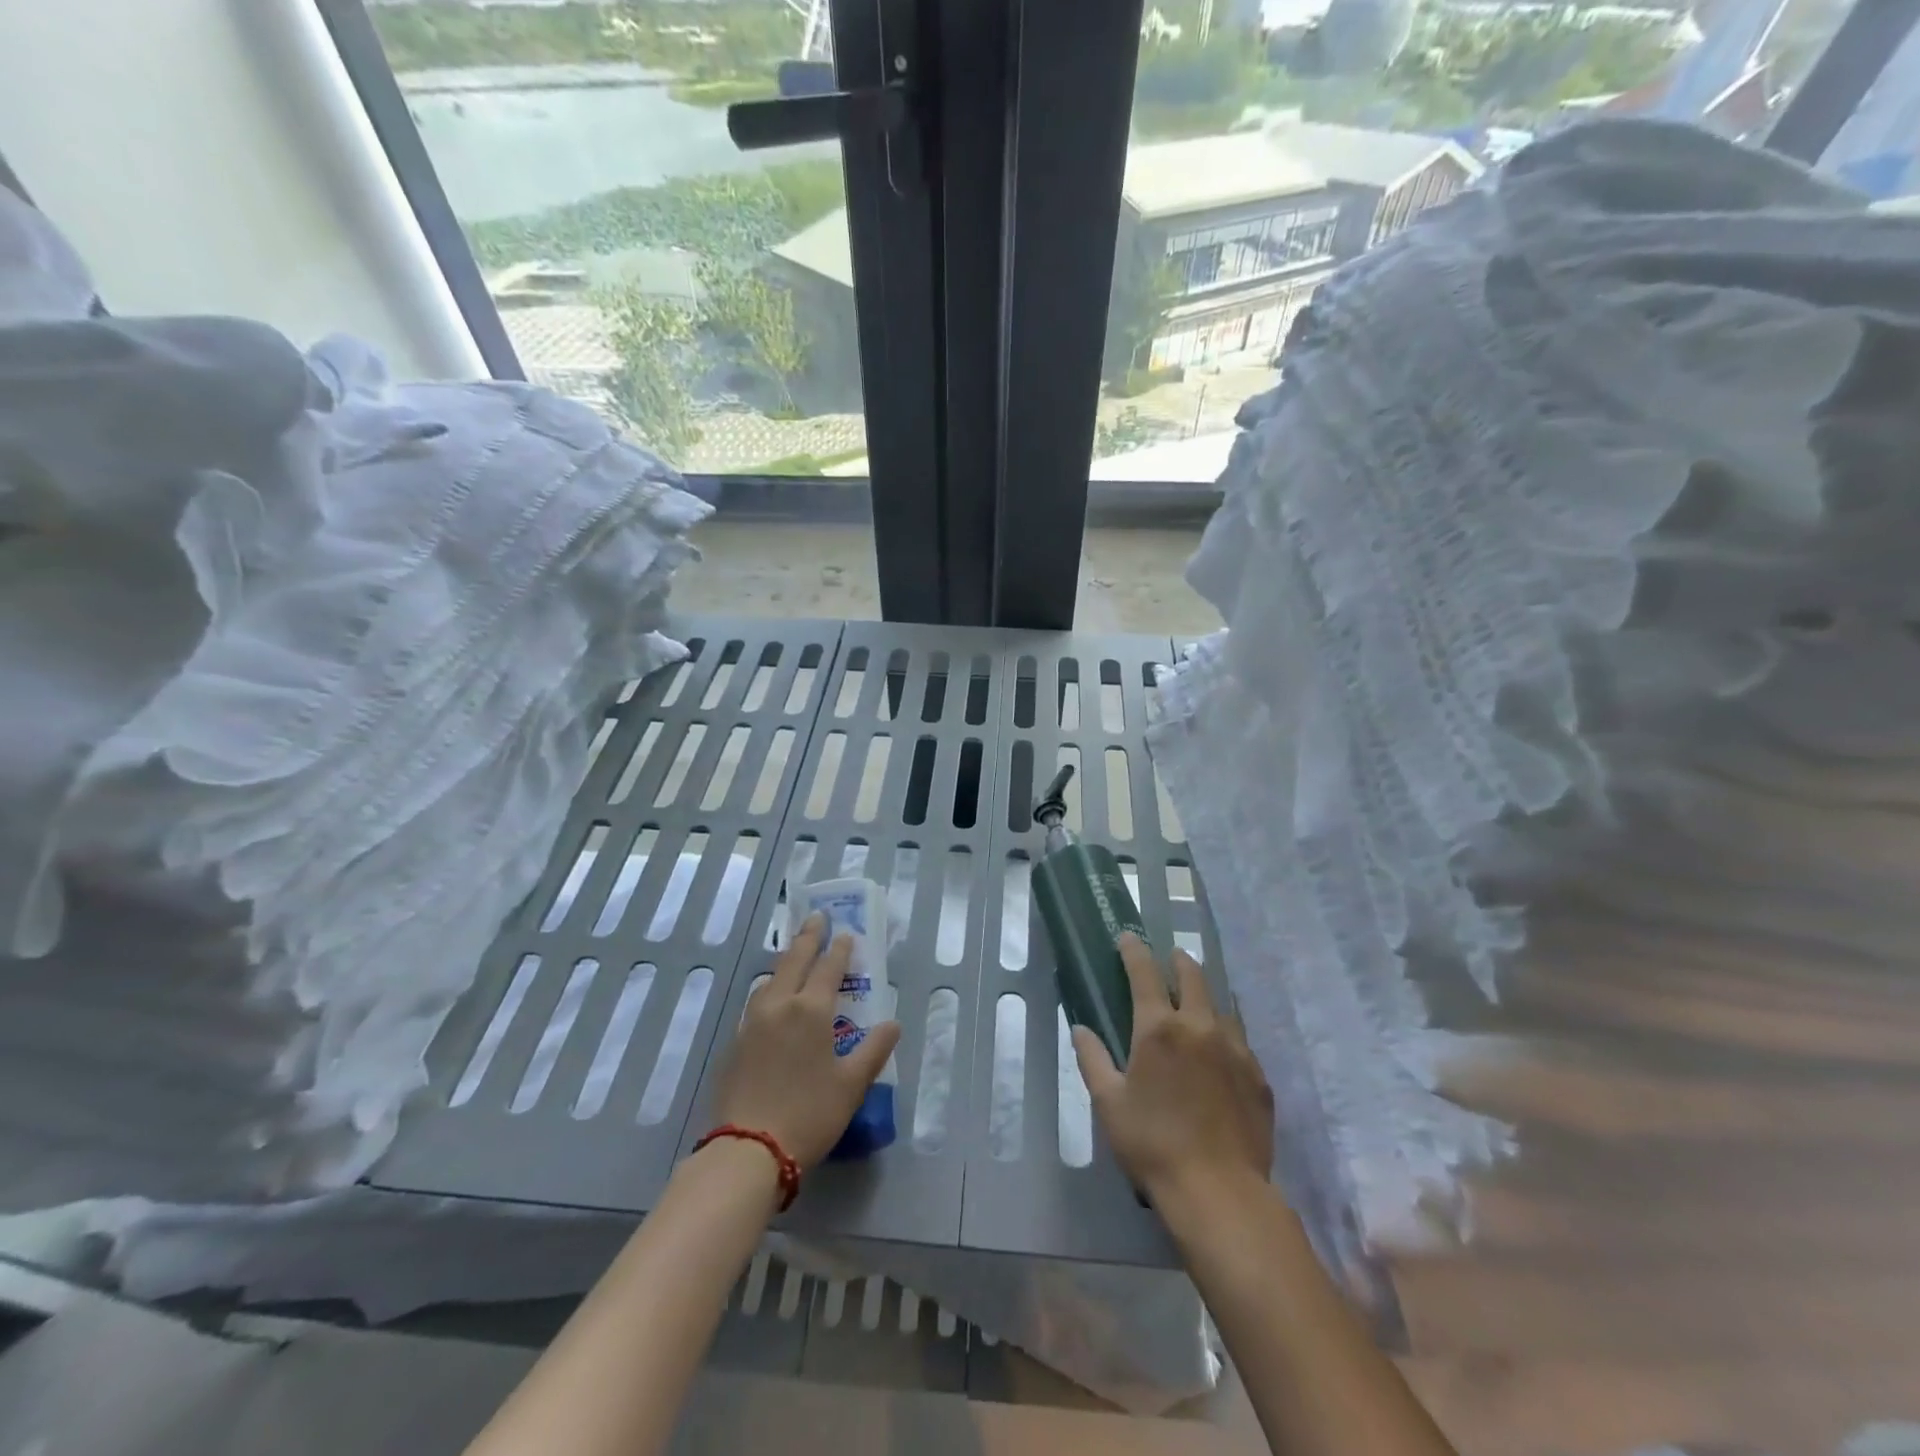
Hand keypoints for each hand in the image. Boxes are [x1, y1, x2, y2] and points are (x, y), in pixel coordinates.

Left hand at [710, 913, 900, 1170]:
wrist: (748, 1149)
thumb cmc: (809, 1113)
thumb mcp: (852, 1084)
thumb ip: (874, 1049)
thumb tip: (892, 1023)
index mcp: (811, 1010)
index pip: (829, 968)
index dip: (840, 950)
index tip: (846, 934)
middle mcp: (780, 1005)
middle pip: (795, 960)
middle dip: (809, 937)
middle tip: (817, 917)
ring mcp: (753, 1022)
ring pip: (771, 978)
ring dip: (786, 960)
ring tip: (795, 954)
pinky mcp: (737, 1041)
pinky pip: (758, 1000)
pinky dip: (771, 986)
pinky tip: (772, 997)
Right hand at [1073, 933, 1273, 1208]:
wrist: (1219, 1192)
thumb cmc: (1152, 1144)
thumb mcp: (1109, 1103)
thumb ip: (1092, 1059)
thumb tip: (1081, 1029)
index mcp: (1159, 1028)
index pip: (1145, 972)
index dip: (1134, 950)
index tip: (1128, 937)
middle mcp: (1200, 1026)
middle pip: (1193, 976)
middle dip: (1178, 961)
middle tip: (1170, 959)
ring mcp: (1235, 1049)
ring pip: (1221, 1005)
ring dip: (1206, 995)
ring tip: (1197, 1001)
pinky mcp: (1258, 1076)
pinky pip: (1241, 1039)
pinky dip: (1226, 1032)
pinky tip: (1221, 1049)